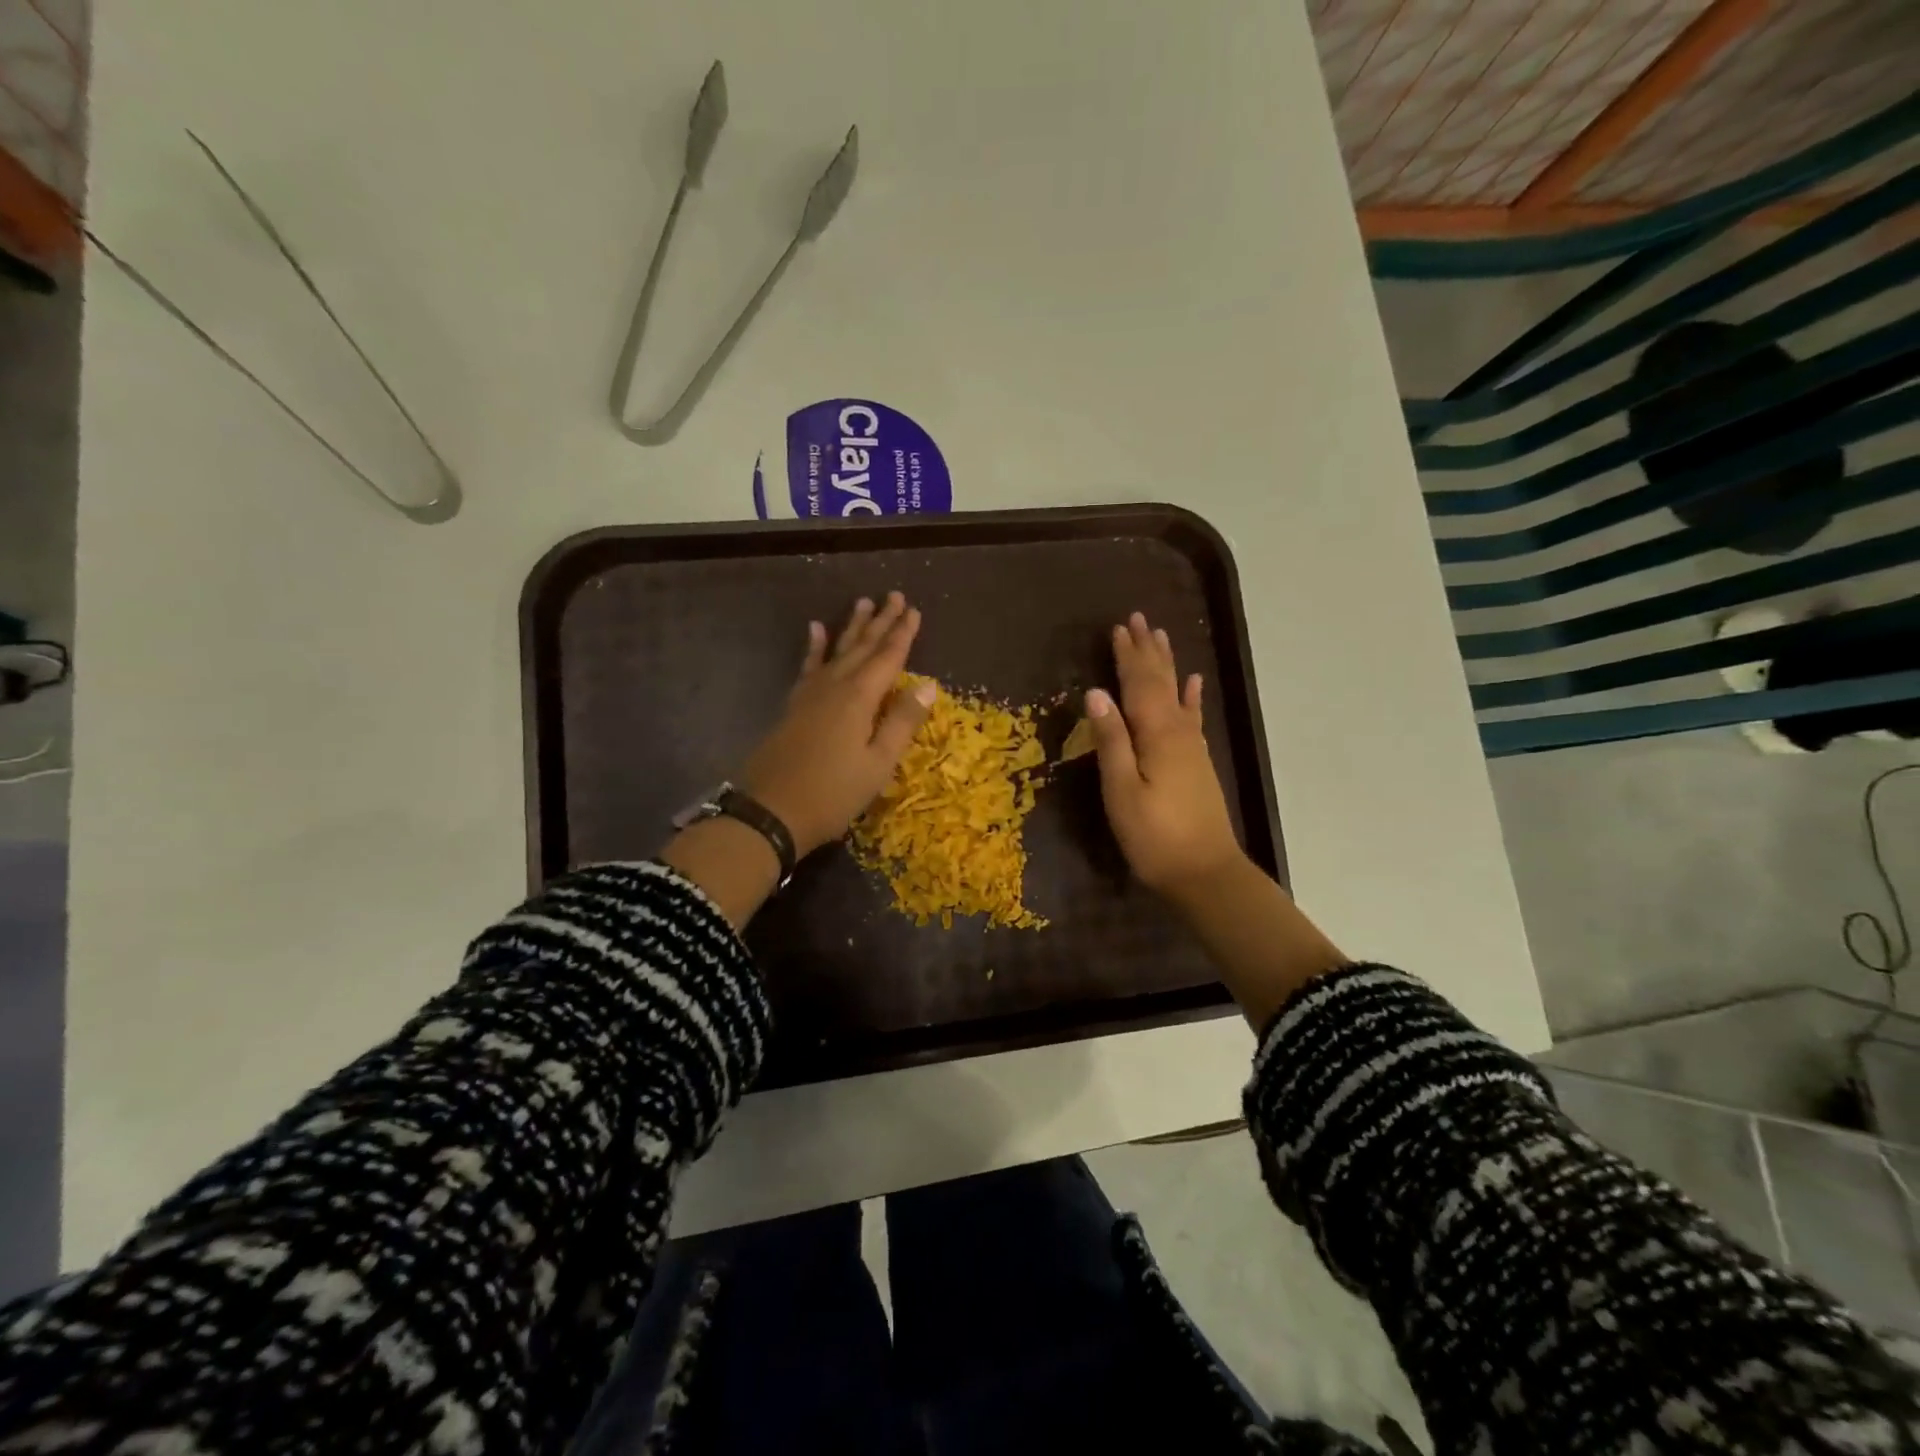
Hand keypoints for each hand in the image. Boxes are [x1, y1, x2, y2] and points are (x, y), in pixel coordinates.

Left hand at [741, 592, 937, 857]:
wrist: (771, 812)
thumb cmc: (833, 793)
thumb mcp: (878, 763)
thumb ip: (902, 721)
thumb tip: (928, 684)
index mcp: (859, 698)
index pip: (888, 657)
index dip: (903, 634)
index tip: (915, 610)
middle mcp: (835, 686)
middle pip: (862, 646)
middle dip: (881, 621)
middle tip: (894, 595)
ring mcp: (810, 694)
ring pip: (836, 650)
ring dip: (851, 627)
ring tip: (862, 602)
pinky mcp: (794, 706)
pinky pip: (808, 666)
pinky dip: (813, 647)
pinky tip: (814, 629)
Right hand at [1085, 612, 1244, 902]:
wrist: (1205, 873)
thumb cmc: (1155, 836)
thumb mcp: (1121, 791)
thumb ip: (1110, 741)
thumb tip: (1095, 693)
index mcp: (1156, 734)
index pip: (1138, 684)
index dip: (1127, 656)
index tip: (1118, 627)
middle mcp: (1177, 731)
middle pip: (1160, 682)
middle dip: (1147, 651)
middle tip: (1138, 619)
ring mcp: (1191, 746)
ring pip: (1177, 693)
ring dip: (1167, 664)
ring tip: (1161, 637)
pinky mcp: (1196, 762)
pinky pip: (1192, 717)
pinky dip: (1192, 696)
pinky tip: (1194, 683)